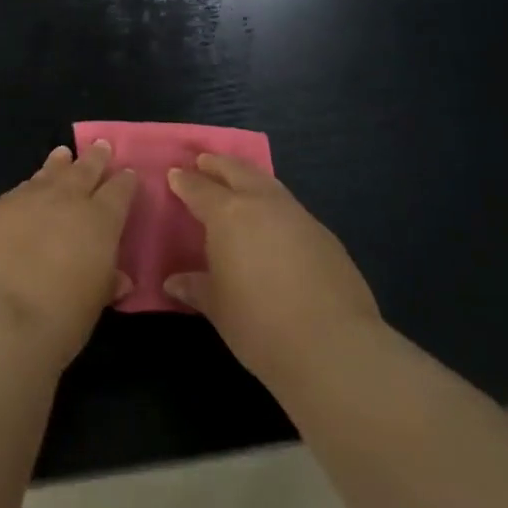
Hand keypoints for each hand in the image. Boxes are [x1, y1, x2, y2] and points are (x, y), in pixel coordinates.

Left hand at [0, 141, 136, 371]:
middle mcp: (67, 199)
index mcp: (100, 220)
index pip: (119, 192)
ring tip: (63, 154)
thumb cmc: (58, 319)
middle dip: (95, 158)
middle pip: (85, 170)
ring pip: (50, 172)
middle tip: (101, 146)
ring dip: (59, 163)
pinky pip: (21, 188)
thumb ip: (106, 283)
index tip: (128, 174)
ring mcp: (29, 198)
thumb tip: (120, 278)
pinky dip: (31, 185)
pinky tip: (29, 187)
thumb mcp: (93, 305)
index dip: (125, 182)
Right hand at [163, 154, 384, 392]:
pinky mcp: (324, 234)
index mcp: (228, 214)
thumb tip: (173, 282)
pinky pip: (289, 207)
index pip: (199, 188)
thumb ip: (196, 288)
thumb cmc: (260, 324)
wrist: (333, 345)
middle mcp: (262, 203)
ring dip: (248, 177)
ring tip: (238, 181)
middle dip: (217, 164)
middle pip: (236, 170)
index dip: (184, 180)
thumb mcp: (219, 308)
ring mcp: (297, 215)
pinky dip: (273, 204)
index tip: (174, 173)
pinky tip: (273, 222)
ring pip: (267, 182)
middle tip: (203, 161)